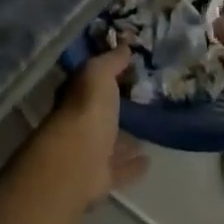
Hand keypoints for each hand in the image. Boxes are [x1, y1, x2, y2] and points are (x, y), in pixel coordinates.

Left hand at [40, 47, 149, 205]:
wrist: (78, 161)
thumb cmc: (87, 110)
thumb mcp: (98, 74)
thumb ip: (111, 61)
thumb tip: (124, 45)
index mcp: (74, 98)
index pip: (87, 84)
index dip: (102, 77)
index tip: (125, 72)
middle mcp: (77, 125)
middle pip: (98, 115)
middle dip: (114, 111)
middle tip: (139, 104)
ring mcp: (87, 153)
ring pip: (108, 143)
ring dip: (124, 140)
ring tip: (147, 133)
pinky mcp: (100, 178)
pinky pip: (120, 169)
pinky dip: (132, 166)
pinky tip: (149, 161)